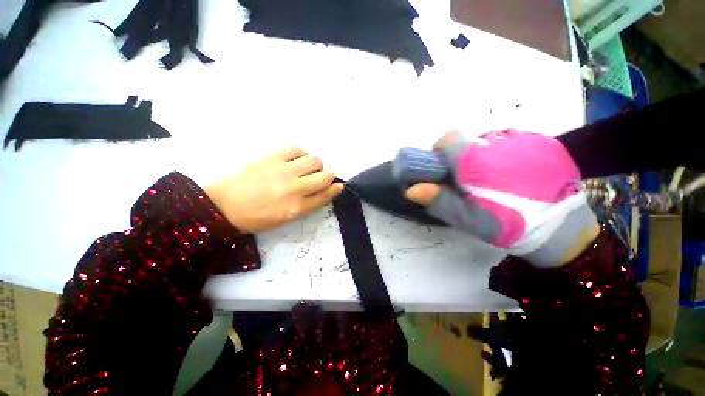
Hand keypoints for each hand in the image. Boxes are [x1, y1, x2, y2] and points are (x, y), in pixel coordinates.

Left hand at [204, 147, 343, 232]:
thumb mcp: (288, 218)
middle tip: (320, 178)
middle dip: (328, 176)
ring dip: (316, 165)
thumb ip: (309, 204)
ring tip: (306, 169)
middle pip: (325, 176)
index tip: (338, 185)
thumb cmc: (260, 216)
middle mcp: (294, 189)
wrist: (228, 205)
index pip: (325, 195)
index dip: (335, 189)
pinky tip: (296, 160)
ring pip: (314, 160)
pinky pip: (297, 150)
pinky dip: (301, 155)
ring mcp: (283, 171)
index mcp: (296, 208)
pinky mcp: (272, 158)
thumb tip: (326, 189)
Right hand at [405, 130, 597, 266]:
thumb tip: (411, 189)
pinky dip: (503, 155)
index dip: (440, 151)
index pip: (448, 138)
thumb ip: (439, 201)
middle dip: (461, 158)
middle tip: (468, 182)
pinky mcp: (543, 141)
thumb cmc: (511, 227)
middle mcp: (501, 142)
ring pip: (488, 140)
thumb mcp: (469, 219)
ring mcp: (526, 139)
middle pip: (468, 141)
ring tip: (492, 180)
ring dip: (482, 156)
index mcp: (479, 160)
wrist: (565, 231)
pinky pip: (510, 142)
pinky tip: (512, 174)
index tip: (443, 170)